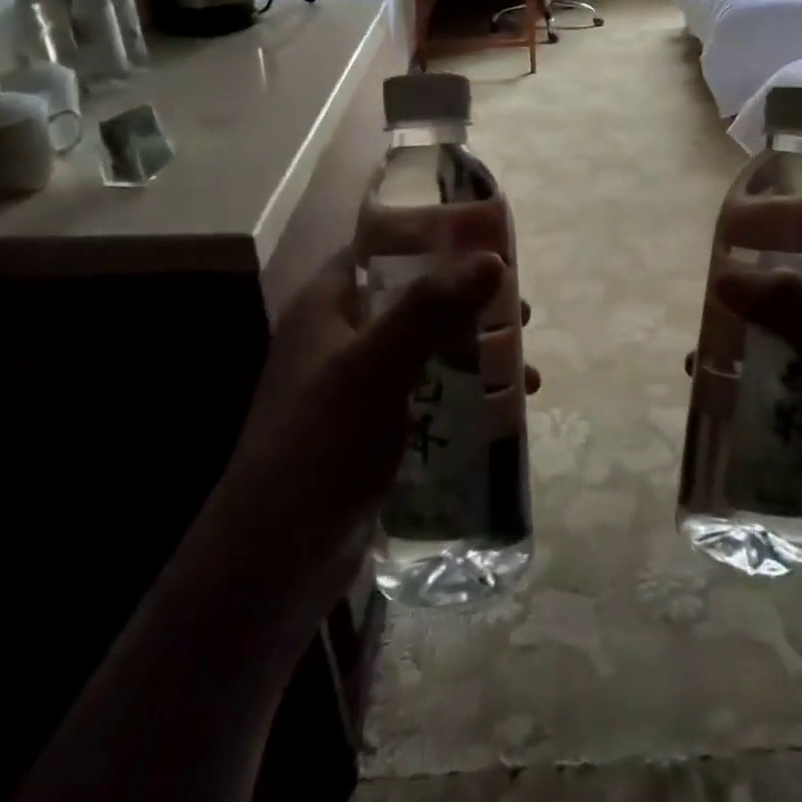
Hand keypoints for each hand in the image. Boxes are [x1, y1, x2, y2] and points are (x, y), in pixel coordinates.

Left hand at [232, 248, 539, 616]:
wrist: (276, 560)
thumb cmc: (321, 445)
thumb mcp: (376, 366)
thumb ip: (431, 309)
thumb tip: (492, 260)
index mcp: (326, 310)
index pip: (378, 252)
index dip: (430, 241)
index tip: (486, 245)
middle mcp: (340, 341)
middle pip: (414, 302)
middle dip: (469, 305)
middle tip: (520, 313)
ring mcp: (357, 390)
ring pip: (428, 352)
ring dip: (476, 354)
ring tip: (525, 369)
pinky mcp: (375, 434)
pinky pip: (430, 398)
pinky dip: (467, 397)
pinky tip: (505, 413)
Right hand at [713, 238, 801, 601]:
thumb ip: (789, 306)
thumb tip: (724, 274)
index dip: (799, 221)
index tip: (747, 218)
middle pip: (800, 288)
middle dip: (755, 285)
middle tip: (710, 285)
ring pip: (780, 336)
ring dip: (742, 335)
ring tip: (701, 340)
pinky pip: (773, 381)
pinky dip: (742, 377)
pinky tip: (708, 385)